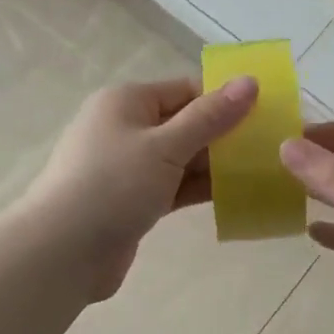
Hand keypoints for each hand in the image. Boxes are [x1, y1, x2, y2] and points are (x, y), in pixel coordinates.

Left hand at [22, 76, 257, 299]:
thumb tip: (249, 81)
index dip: (225, 99)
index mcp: (127, 101)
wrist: (62, 252)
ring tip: (262, 172)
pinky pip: (172, 186)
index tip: (267, 115)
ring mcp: (127, 166)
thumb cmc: (113, 185)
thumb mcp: (165, 146)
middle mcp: (125, 127)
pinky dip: (198, 189)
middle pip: (185, 123)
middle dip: (224, 135)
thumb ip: (209, 117)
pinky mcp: (131, 200)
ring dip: (215, 165)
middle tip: (272, 148)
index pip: (186, 90)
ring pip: (180, 158)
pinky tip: (234, 196)